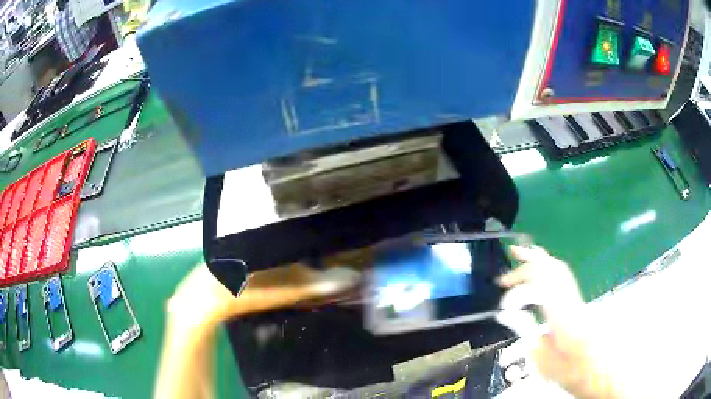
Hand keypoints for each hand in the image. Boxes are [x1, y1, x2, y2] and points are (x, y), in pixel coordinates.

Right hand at [497, 245, 621, 398]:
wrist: (593, 367)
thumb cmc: (569, 369)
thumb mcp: (542, 359)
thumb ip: (526, 332)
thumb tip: (508, 314)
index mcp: (563, 316)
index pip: (542, 286)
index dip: (520, 289)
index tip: (503, 303)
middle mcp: (572, 300)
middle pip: (553, 268)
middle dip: (529, 261)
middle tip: (509, 262)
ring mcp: (576, 297)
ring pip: (559, 268)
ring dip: (539, 260)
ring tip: (521, 255)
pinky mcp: (576, 299)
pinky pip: (562, 275)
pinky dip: (547, 267)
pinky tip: (539, 269)